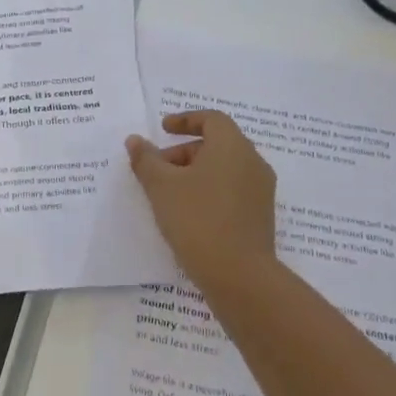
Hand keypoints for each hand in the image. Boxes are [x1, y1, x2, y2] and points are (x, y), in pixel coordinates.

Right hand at [127, 110, 278, 294]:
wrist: (239, 275)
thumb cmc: (197, 219)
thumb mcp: (161, 187)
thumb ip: (146, 160)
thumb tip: (135, 140)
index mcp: (232, 147)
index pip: (212, 119)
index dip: (185, 120)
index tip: (162, 129)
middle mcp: (252, 162)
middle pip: (216, 144)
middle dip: (183, 152)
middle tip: (157, 169)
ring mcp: (260, 191)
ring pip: (224, 169)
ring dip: (195, 172)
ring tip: (167, 194)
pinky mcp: (260, 215)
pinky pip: (231, 190)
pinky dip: (208, 190)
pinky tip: (187, 213)